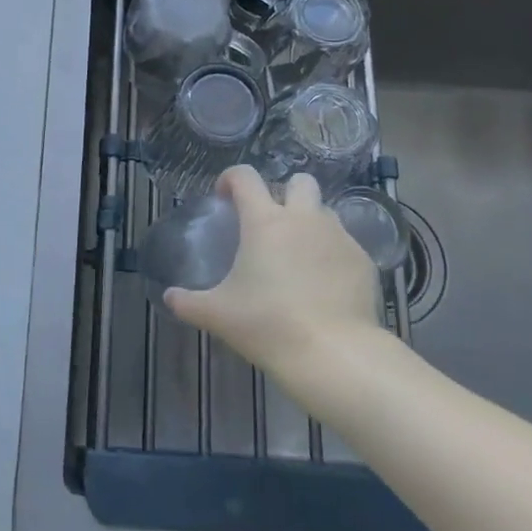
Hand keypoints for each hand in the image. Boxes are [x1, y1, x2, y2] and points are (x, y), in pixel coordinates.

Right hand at [164, 167, 382, 375]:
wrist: (334, 353)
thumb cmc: (268, 325)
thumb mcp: (218, 315)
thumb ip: (188, 302)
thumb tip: (169, 297)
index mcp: (264, 220)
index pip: (245, 176)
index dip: (230, 179)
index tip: (224, 198)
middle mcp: (304, 218)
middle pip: (299, 181)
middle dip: (285, 193)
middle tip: (271, 224)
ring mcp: (338, 237)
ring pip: (325, 211)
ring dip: (310, 222)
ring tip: (298, 255)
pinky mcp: (363, 260)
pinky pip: (345, 243)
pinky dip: (331, 254)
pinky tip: (324, 284)